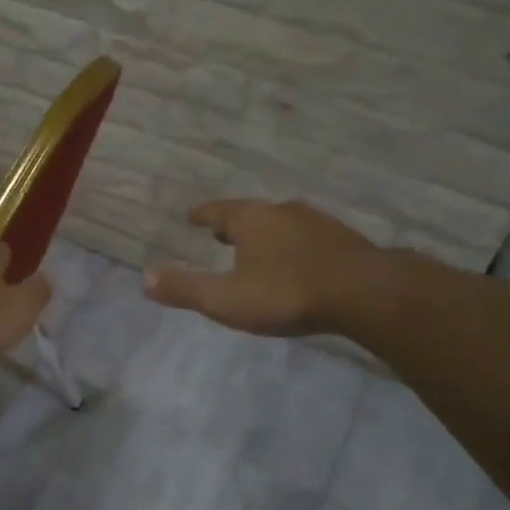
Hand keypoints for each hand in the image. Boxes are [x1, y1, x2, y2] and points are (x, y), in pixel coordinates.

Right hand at [142, 199, 389, 336]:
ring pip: (282, 224)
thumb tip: (145, 278)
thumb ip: (186, 289)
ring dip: (267, 233)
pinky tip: (299, 261)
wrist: (365, 293)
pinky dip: (294, 245)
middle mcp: (282, 212)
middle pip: (252, 214)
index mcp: (251, 220)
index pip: (218, 211)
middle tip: (221, 232)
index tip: (192, 215)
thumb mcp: (226, 299)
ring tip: (258, 247)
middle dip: (235, 223)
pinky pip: (308, 238)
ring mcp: (317, 223)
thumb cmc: (286, 293)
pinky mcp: (344, 241)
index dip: (203, 215)